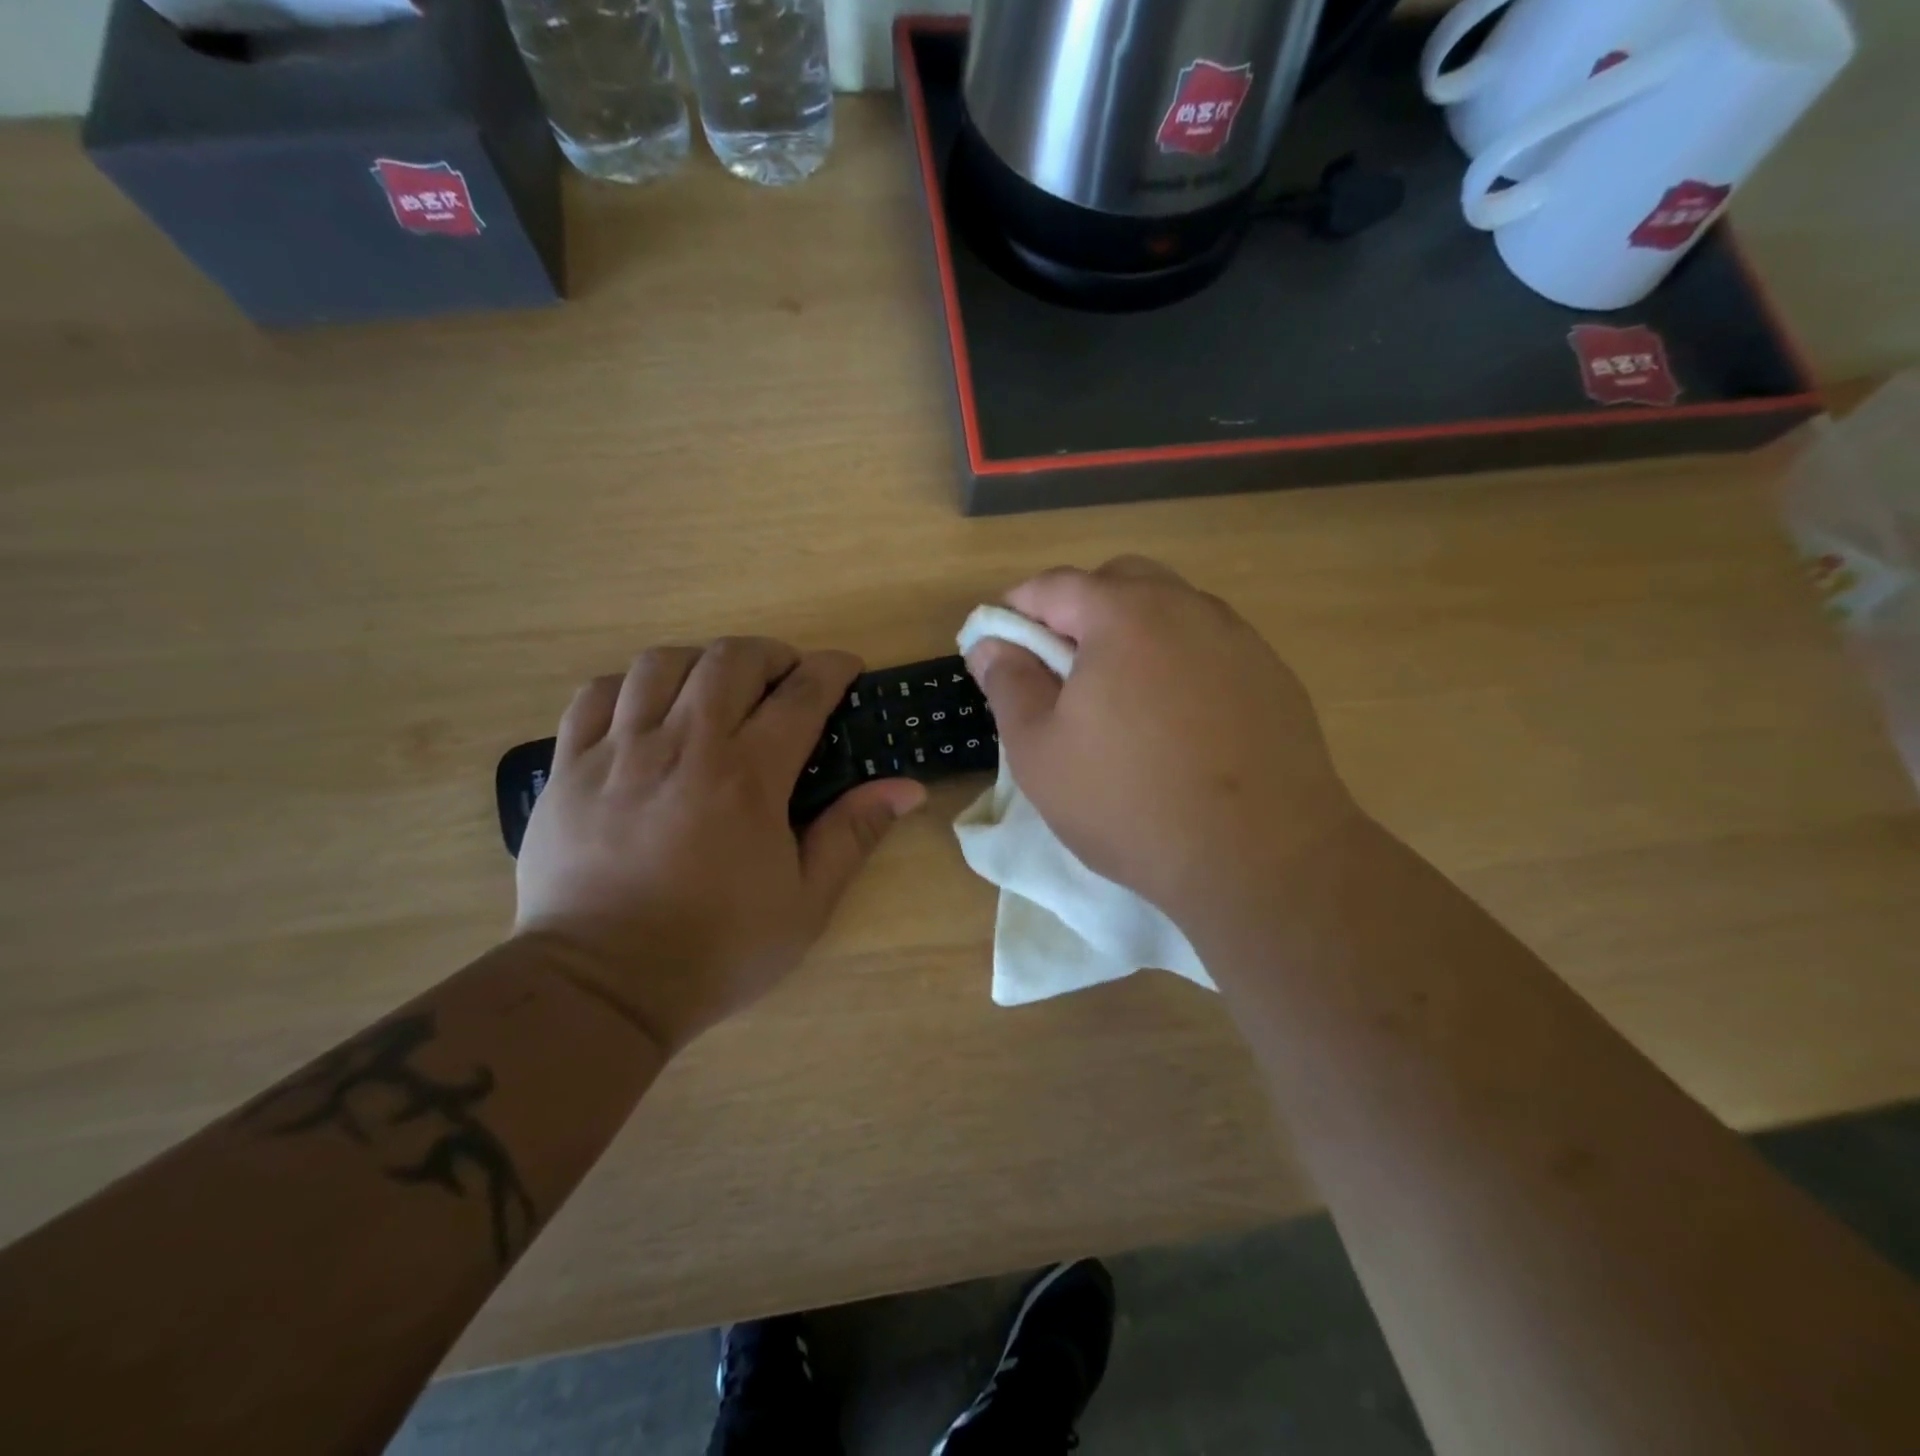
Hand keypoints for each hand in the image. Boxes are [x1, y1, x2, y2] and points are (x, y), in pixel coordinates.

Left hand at [513, 639, 925, 1055]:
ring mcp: (619, 751)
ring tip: (715, 689)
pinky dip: (629, 686)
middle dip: (770, 655)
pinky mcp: (569, 767)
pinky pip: (595, 694)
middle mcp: (684, 746)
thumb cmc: (717, 949)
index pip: (801, 695)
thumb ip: (854, 834)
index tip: (846, 668)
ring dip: (701, 662)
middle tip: (785, 680)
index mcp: (748, 777)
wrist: (602, 987)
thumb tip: (907, 788)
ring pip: (661, 663)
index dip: (831, 670)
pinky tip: (646, 710)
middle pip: (731, 660)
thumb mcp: (806, 904)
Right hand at [965, 558, 1363, 926]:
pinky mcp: (1274, 676)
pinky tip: (1176, 720)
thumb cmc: (1129, 802)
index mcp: (1123, 615)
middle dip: (1079, 609)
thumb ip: (1009, 685)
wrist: (1261, 858)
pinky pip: (1210, 648)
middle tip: (1060, 667)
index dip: (1018, 608)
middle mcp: (1187, 608)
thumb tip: (990, 644)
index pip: (1056, 585)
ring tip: (1119, 697)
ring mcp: (1239, 639)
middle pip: (1120, 582)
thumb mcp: (1040, 751)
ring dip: (1133, 634)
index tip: (999, 642)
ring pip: (1172, 611)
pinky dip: (1179, 662)